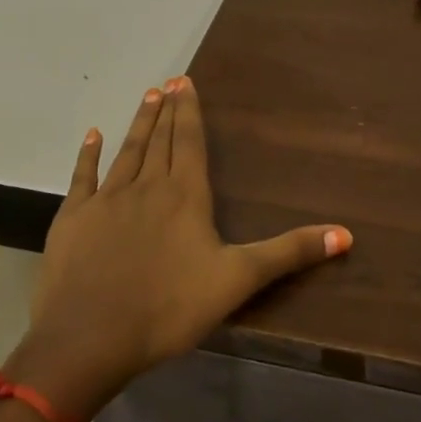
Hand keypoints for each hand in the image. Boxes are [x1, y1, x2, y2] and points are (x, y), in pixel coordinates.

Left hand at [11, 78, 351, 421]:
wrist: (89, 339)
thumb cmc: (169, 309)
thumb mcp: (238, 280)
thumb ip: (289, 253)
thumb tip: (346, 234)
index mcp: (185, 196)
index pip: (190, 142)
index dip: (190, 112)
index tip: (185, 82)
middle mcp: (147, 187)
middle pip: (161, 140)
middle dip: (168, 111)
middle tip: (169, 82)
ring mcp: (106, 200)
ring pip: (127, 151)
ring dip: (139, 124)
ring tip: (147, 97)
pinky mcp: (74, 219)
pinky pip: (83, 177)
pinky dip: (88, 155)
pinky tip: (92, 135)